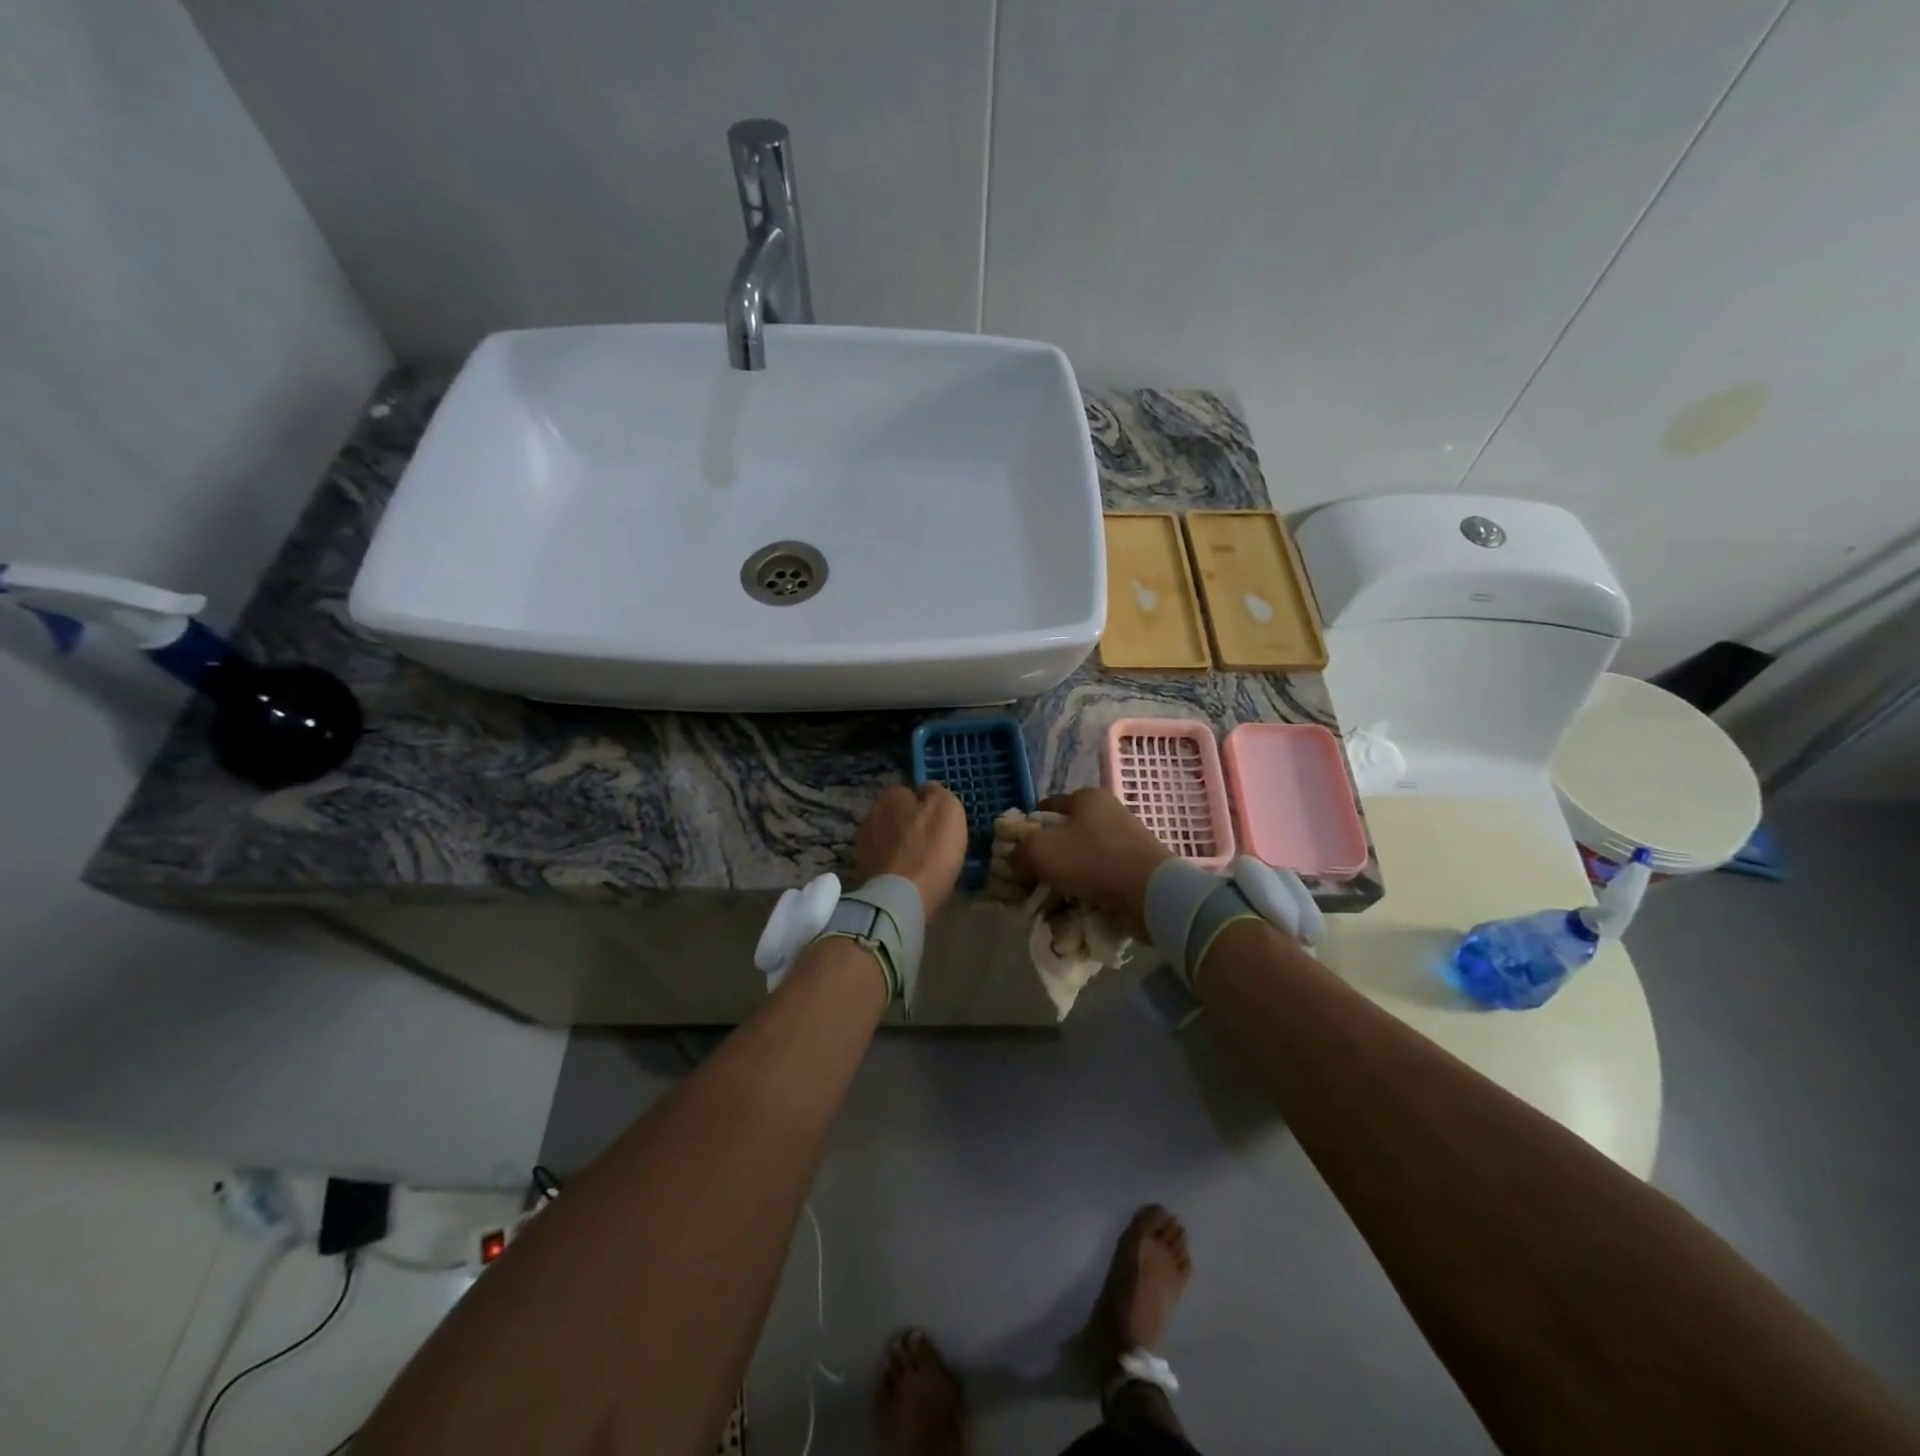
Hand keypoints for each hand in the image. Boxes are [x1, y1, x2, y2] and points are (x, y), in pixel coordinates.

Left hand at [854, 783, 968, 918]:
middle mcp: (871, 816)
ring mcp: (863, 847)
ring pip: (888, 840)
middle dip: (910, 826)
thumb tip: (928, 790)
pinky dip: (895, 869)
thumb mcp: (948, 809)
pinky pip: (885, 864)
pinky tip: (910, 879)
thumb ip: (938, 793)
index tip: (939, 820)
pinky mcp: (862, 874)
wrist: (901, 898)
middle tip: (932, 843)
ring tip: (922, 864)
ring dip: (901, 848)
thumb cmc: (930, 849)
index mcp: (890, 797)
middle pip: (895, 816)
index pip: (906, 791)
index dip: (924, 804)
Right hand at [1011, 787, 1171, 938]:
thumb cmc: (1091, 860)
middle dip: (1044, 862)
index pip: (1045, 808)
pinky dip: (1086, 894)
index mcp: (1086, 798)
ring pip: (1080, 862)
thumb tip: (1014, 862)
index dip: (1026, 830)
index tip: (1015, 855)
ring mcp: (1124, 842)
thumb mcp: (1040, 851)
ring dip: (1063, 882)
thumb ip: (1019, 853)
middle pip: (1063, 837)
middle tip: (1029, 884)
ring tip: (1050, 904)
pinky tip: (1074, 911)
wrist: (1150, 893)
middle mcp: (1107, 814)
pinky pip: (1099, 880)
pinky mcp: (1134, 869)